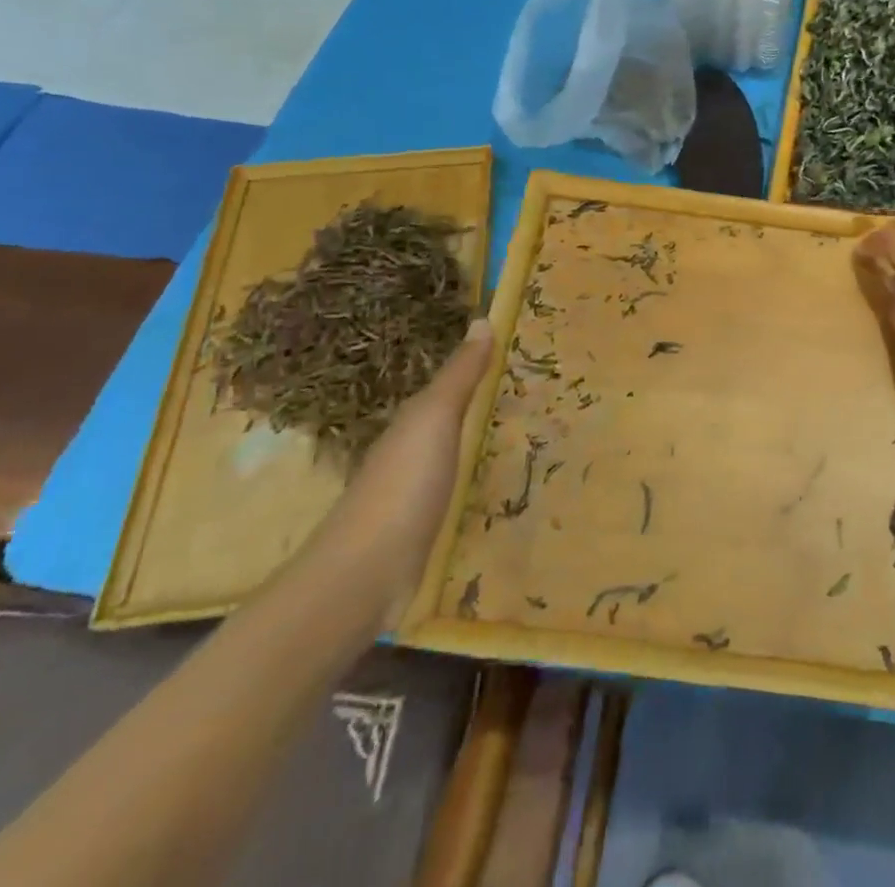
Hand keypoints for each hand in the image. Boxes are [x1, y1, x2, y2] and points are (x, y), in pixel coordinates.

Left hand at [309, 318, 493, 624]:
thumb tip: (481, 318)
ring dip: (474, 443)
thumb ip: (459, 375)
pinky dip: (470, 481)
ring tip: (521, 436)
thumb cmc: (403, 485)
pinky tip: (491, 488)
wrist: (364, 576)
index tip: (516, 353)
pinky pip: (452, 491)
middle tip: (530, 393)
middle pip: (447, 419)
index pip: (447, 384)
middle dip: (479, 405)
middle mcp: (407, 451)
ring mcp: (410, 493)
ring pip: (449, 455)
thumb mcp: (435, 419)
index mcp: (410, 421)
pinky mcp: (417, 530)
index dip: (476, 367)